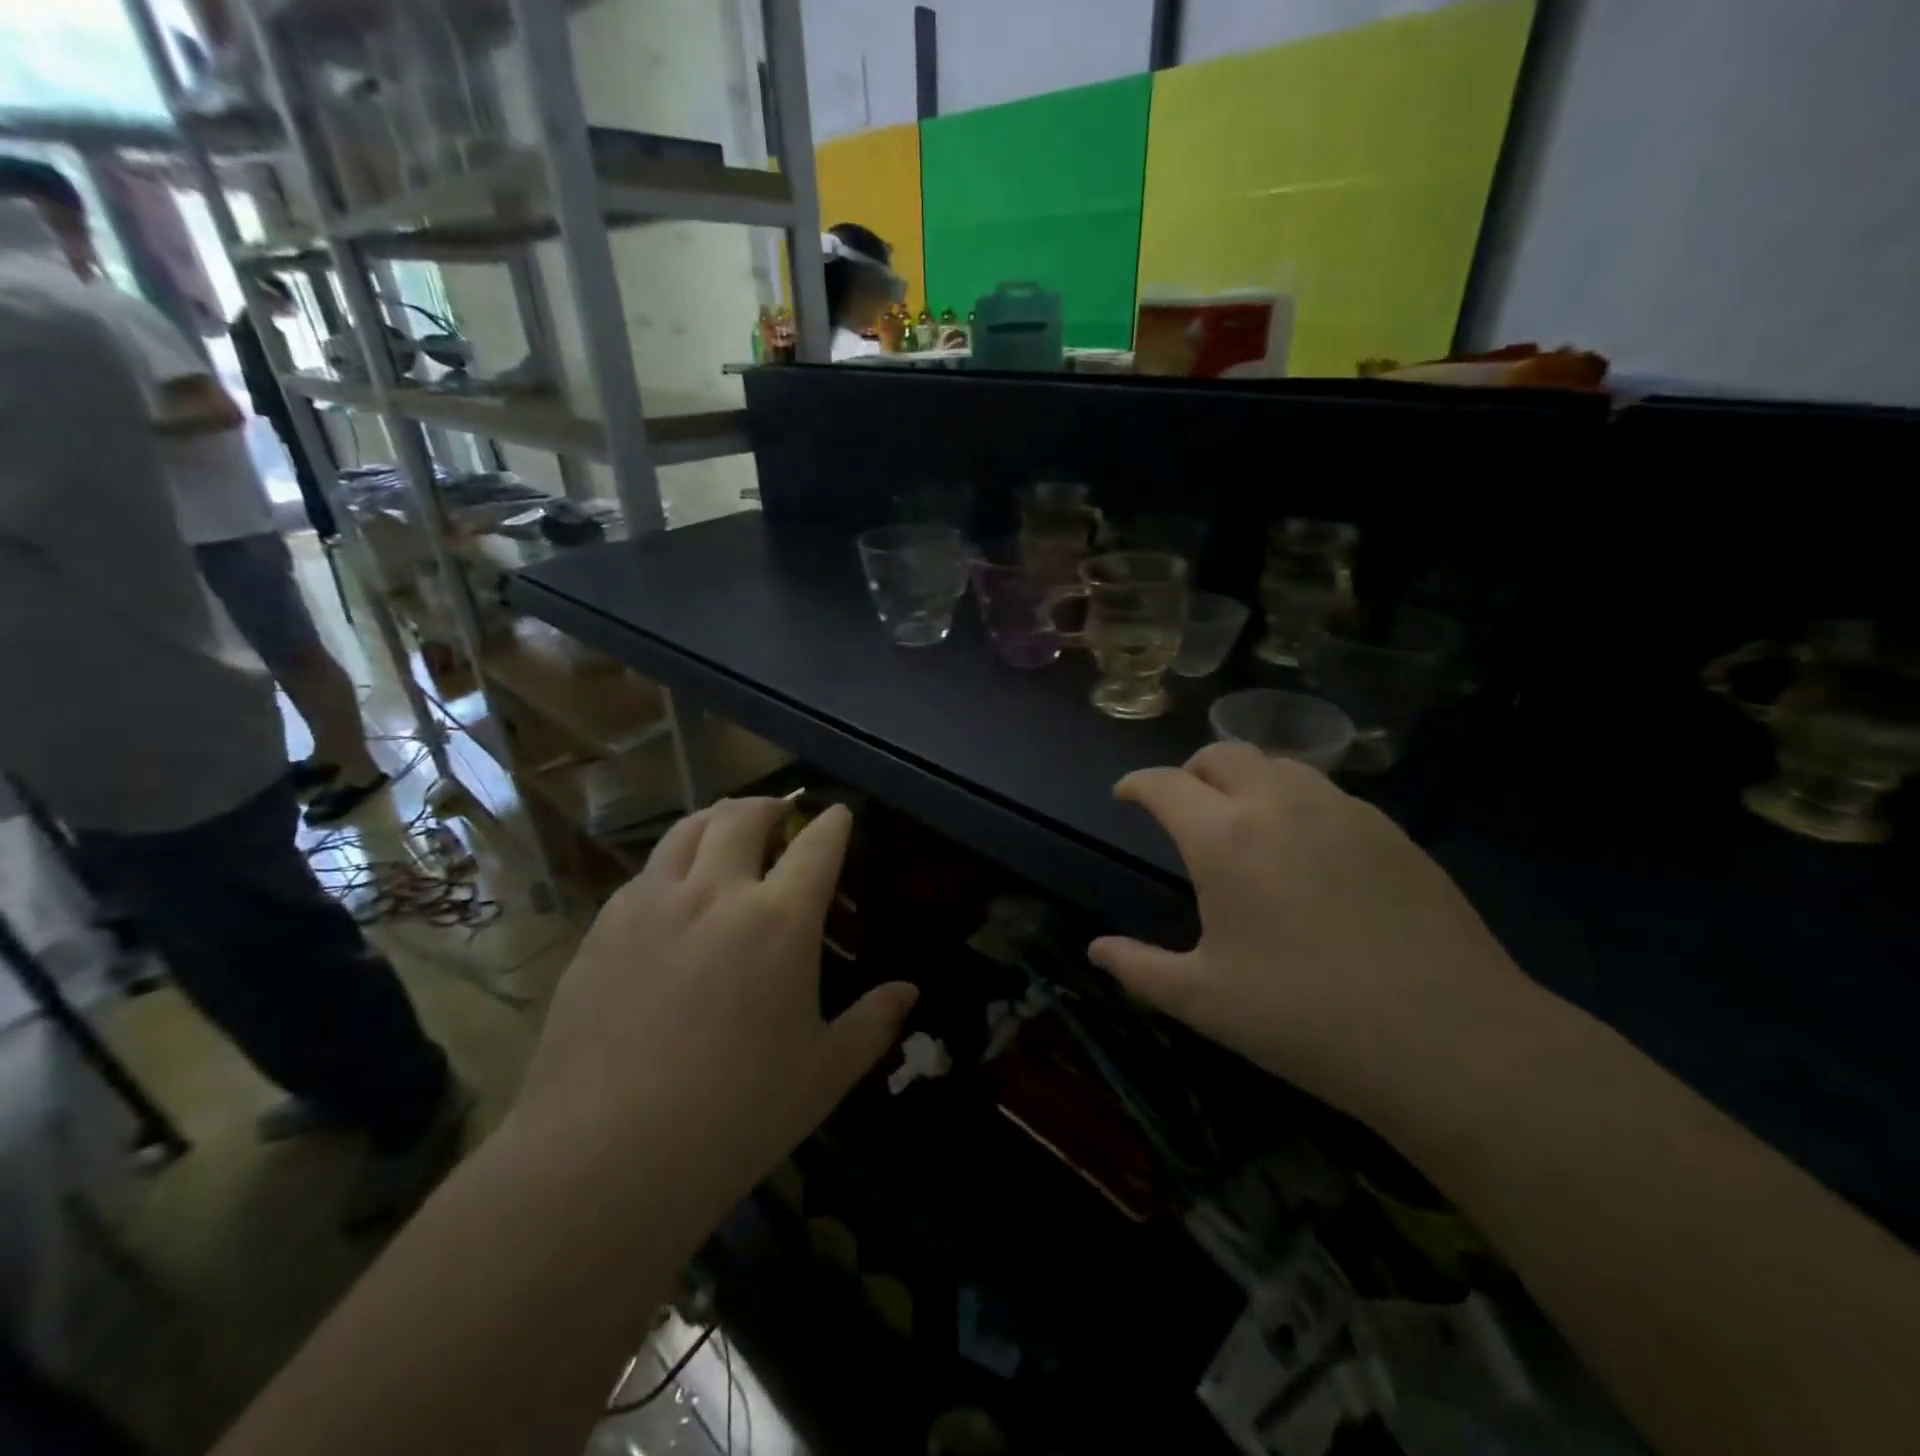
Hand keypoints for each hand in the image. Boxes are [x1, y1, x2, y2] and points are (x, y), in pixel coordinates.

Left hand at [510, 798, 915, 1216]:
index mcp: (779, 921)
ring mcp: (652, 905)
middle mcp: (716, 893)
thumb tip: (910, 992)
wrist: (604, 1157)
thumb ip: (872, 1023)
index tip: (839, 814)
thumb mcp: (823, 1074)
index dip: (833, 822)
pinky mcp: (604, 928)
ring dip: (717, 818)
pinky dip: (673, 862)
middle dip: (771, 805)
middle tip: (782, 813)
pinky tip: (674, 892)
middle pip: (744, 816)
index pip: (817, 845)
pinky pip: (645, 872)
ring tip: (728, 829)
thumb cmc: (735, 1116)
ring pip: (687, 830)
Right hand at [1090, 744, 1528, 1124]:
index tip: (1124, 795)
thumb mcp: (1204, 1001)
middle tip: (1182, 806)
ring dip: (1245, 778)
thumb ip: (1139, 968)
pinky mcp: (1389, 829)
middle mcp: (1278, 805)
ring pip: (1278, 763)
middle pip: (1222, 753)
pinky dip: (1294, 799)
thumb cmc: (1306, 1018)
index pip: (1165, 784)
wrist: (1450, 1038)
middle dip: (1190, 771)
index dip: (1136, 784)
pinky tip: (1305, 847)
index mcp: (1224, 838)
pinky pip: (1325, 791)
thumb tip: (1097, 950)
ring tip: (1241, 819)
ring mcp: (1341, 811)